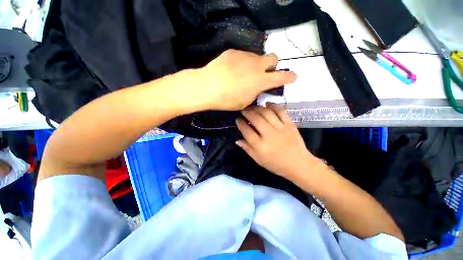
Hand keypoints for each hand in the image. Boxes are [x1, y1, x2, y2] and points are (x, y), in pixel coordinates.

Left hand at [199, 49, 295, 110]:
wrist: (208, 86)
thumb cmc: (227, 99)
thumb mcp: (245, 102)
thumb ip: (255, 92)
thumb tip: (258, 87)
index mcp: (261, 80)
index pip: (282, 77)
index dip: (289, 77)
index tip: (293, 76)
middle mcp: (257, 65)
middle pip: (273, 57)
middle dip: (272, 65)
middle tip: (264, 74)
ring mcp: (245, 56)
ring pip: (257, 57)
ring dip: (255, 65)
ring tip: (242, 74)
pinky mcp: (233, 52)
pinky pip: (242, 56)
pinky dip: (241, 63)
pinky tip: (232, 70)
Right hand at [236, 103, 318, 178]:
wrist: (298, 164)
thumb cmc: (276, 164)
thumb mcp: (258, 160)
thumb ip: (247, 149)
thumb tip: (237, 140)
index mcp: (260, 146)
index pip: (246, 131)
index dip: (240, 123)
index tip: (238, 119)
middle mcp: (269, 135)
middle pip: (255, 119)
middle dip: (247, 112)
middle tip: (244, 110)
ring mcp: (280, 128)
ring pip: (266, 113)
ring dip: (258, 108)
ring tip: (253, 107)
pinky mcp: (290, 124)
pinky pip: (280, 111)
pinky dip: (273, 106)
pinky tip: (267, 104)